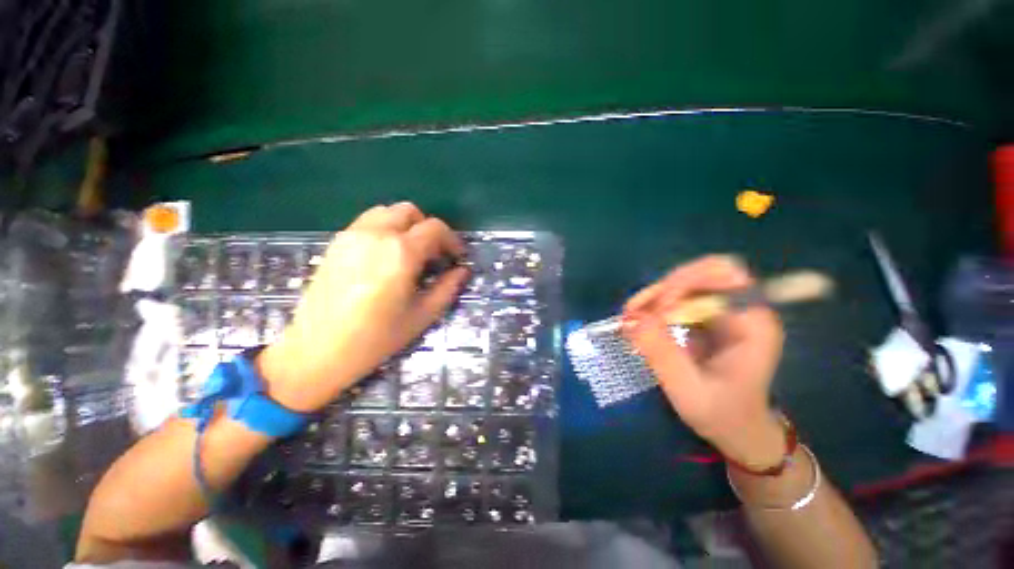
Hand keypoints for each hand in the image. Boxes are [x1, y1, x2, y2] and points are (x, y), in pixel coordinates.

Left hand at [257, 203, 468, 412]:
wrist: (317, 350)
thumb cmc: (377, 337)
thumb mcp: (423, 315)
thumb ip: (447, 288)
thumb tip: (463, 271)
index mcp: (401, 252)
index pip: (435, 228)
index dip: (452, 240)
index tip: (456, 257)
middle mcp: (376, 234)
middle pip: (410, 211)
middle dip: (428, 228)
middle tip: (433, 254)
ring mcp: (352, 235)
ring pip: (386, 212)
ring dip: (405, 226)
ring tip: (410, 253)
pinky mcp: (336, 243)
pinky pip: (367, 223)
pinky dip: (385, 230)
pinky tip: (385, 257)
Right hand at [621, 255, 786, 468]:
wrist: (736, 429)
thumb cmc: (721, 414)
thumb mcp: (689, 389)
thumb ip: (662, 353)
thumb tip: (631, 319)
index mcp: (753, 323)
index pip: (725, 276)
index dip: (687, 284)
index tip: (657, 311)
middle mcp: (740, 309)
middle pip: (702, 272)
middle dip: (665, 287)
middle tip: (636, 310)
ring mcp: (721, 312)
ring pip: (684, 282)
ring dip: (654, 295)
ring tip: (629, 315)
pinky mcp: (704, 317)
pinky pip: (675, 297)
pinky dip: (653, 304)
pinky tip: (637, 319)